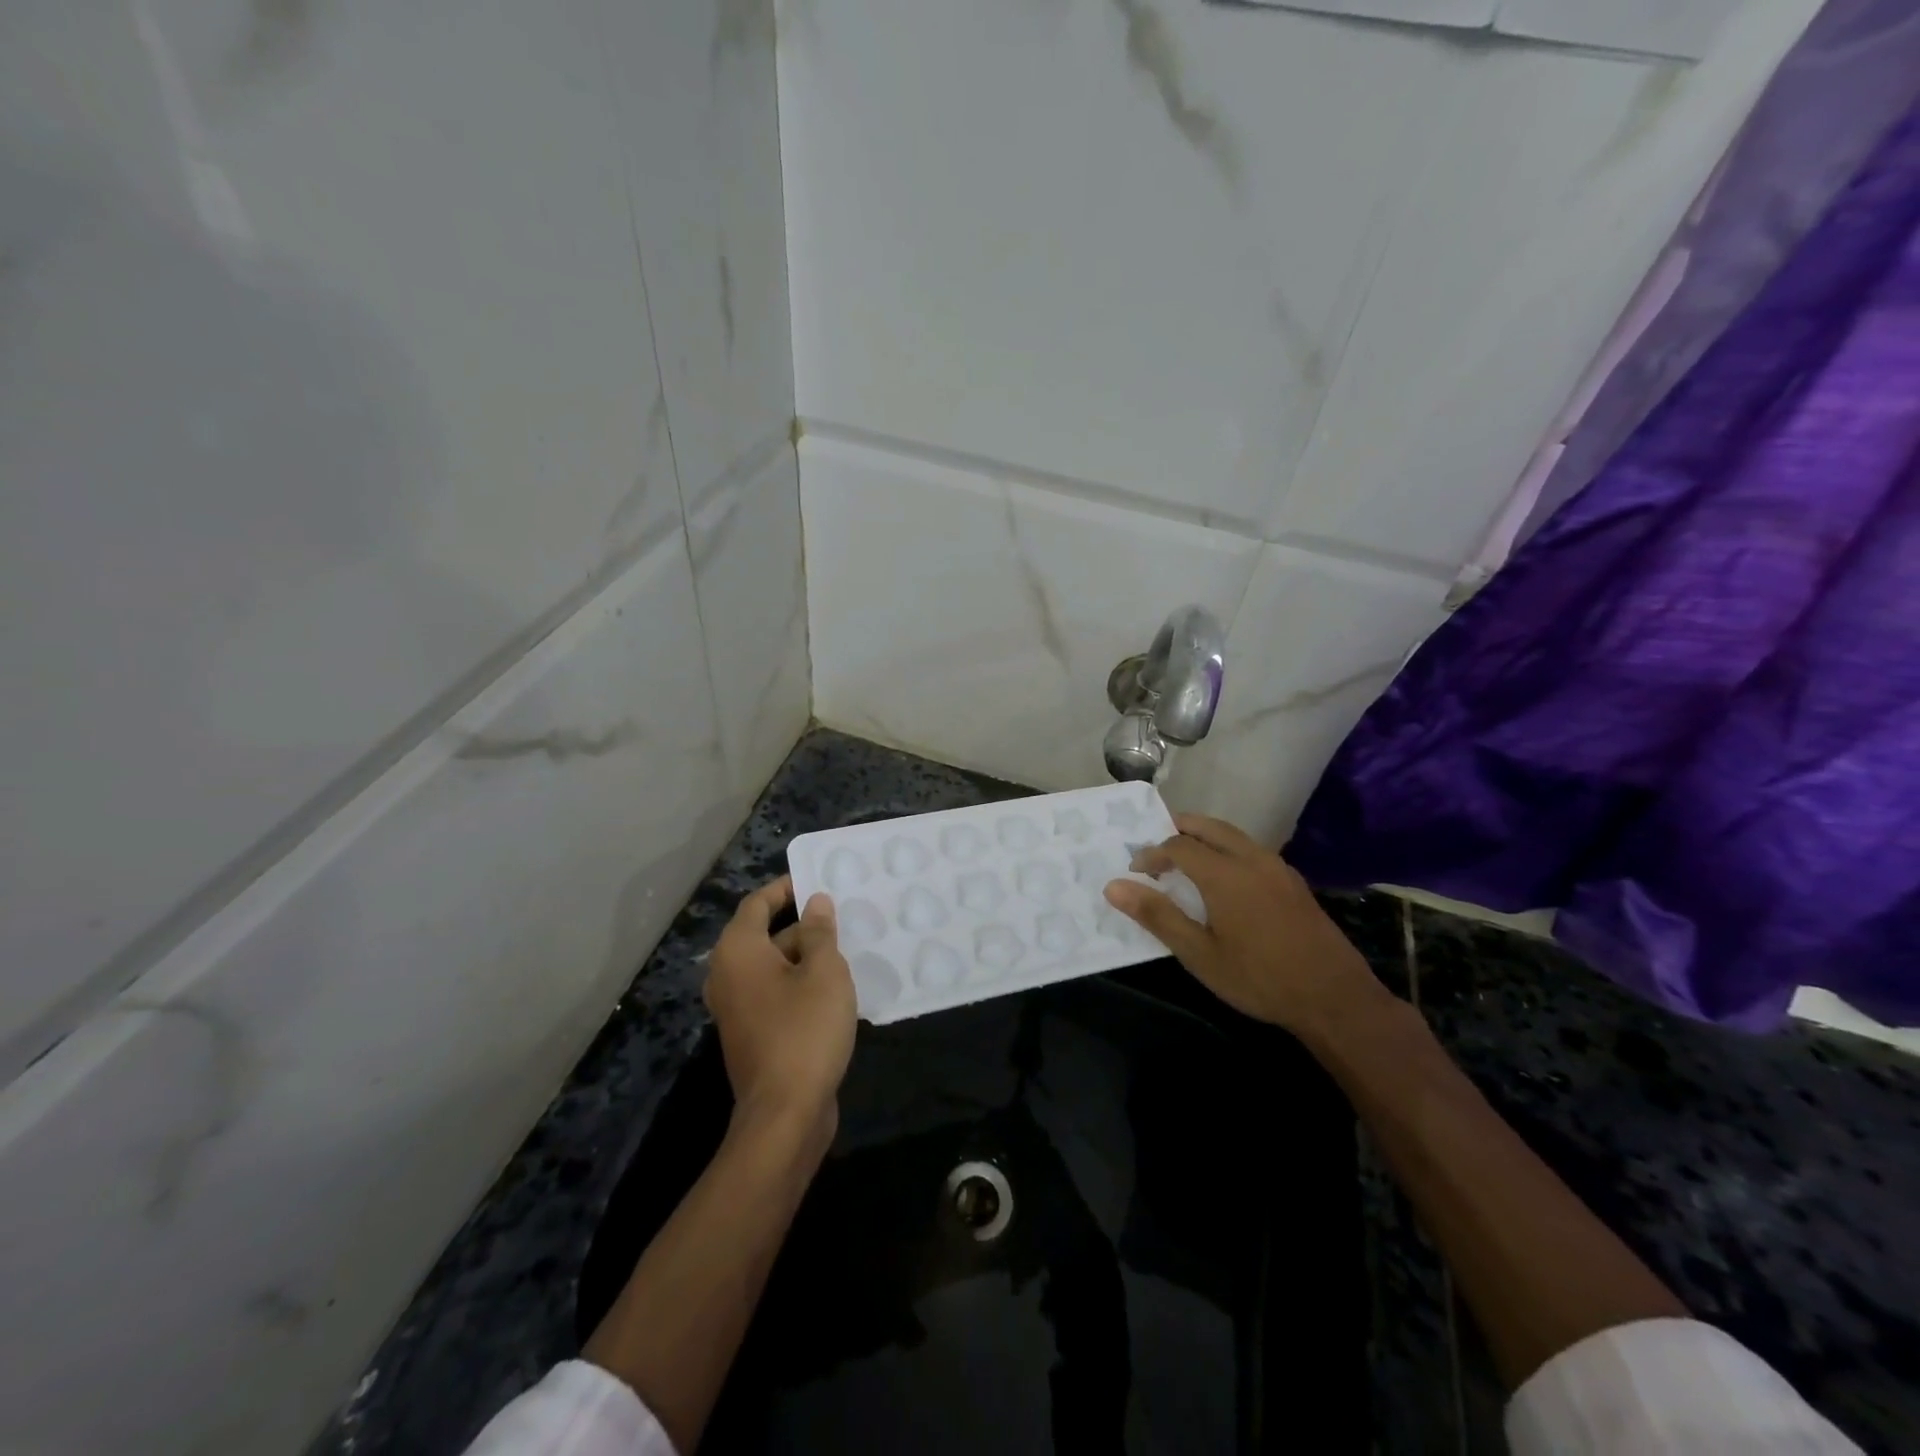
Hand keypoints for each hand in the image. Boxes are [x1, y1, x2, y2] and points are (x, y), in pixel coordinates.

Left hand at [704, 877, 856, 1137]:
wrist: (785, 1114)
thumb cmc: (804, 1031)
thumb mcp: (824, 972)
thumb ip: (820, 932)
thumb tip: (815, 903)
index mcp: (738, 951)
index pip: (758, 903)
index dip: (786, 888)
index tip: (818, 879)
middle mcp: (728, 975)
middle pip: (765, 935)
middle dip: (803, 924)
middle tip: (843, 916)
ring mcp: (737, 1008)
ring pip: (773, 966)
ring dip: (806, 956)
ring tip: (846, 949)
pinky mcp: (751, 1033)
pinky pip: (775, 992)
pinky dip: (799, 983)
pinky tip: (835, 987)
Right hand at [1104, 813, 1387, 1035]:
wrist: (1334, 998)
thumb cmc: (1259, 978)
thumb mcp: (1199, 954)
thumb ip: (1157, 915)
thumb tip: (1114, 886)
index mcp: (1224, 873)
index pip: (1177, 846)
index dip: (1151, 854)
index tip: (1135, 872)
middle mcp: (1251, 859)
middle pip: (1207, 826)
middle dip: (1177, 831)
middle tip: (1156, 852)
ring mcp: (1277, 868)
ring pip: (1232, 835)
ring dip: (1203, 838)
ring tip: (1185, 862)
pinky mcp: (1293, 882)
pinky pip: (1251, 850)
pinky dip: (1226, 850)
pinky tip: (1224, 880)